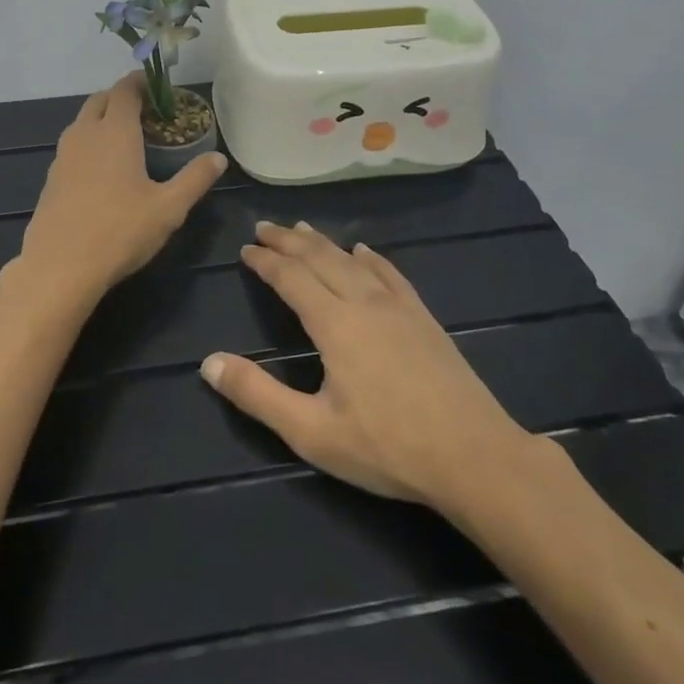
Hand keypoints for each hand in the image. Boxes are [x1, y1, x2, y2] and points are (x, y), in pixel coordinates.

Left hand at [8, 74, 227, 310]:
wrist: (59, 267)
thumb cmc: (120, 231)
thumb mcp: (168, 208)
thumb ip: (195, 179)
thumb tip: (219, 158)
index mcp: (115, 132)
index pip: (125, 90)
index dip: (140, 82)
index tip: (157, 86)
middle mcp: (85, 134)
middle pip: (100, 100)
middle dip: (121, 97)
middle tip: (146, 112)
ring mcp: (63, 156)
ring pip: (82, 122)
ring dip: (102, 119)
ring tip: (126, 138)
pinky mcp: (51, 178)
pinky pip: (72, 146)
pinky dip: (89, 143)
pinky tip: (103, 170)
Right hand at [200, 222, 531, 507]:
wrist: (475, 457)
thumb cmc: (387, 447)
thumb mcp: (311, 431)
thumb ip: (257, 395)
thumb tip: (208, 363)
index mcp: (334, 323)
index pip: (291, 277)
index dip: (265, 261)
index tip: (246, 249)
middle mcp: (363, 302)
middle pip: (320, 257)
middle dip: (288, 240)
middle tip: (264, 227)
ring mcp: (398, 307)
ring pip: (352, 260)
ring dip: (323, 242)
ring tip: (302, 228)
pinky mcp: (423, 318)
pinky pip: (391, 274)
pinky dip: (371, 258)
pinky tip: (365, 252)